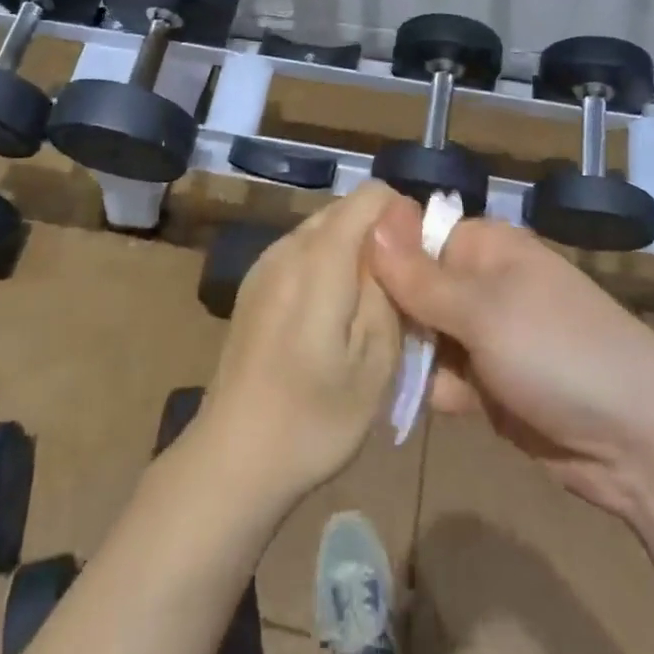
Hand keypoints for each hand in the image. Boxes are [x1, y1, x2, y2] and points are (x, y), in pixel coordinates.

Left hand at [199, 183, 405, 506]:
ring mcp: (265, 265)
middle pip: (345, 209)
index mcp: (318, 258)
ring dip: (354, 252)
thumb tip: (400, 237)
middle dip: (380, 236)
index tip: (418, 262)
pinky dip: (328, 266)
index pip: (369, 195)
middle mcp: (287, 247)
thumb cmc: (315, 418)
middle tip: (400, 293)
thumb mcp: (376, 361)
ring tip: (369, 309)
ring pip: (323, 230)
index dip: (402, 216)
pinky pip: (302, 252)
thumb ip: (389, 288)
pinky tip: (332, 320)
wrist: (234, 457)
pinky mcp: (254, 286)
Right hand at [366, 207, 653, 520]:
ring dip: (402, 353)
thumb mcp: (483, 311)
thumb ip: (420, 276)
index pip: (414, 236)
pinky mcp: (490, 384)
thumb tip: (371, 221)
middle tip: (341, 335)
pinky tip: (397, 400)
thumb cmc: (559, 354)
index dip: (377, 254)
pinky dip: (425, 388)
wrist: (640, 444)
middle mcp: (482, 284)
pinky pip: (442, 376)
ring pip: (423, 335)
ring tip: (360, 370)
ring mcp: (487, 336)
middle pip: (413, 287)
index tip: (335, 279)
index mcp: (485, 248)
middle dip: (386, 311)